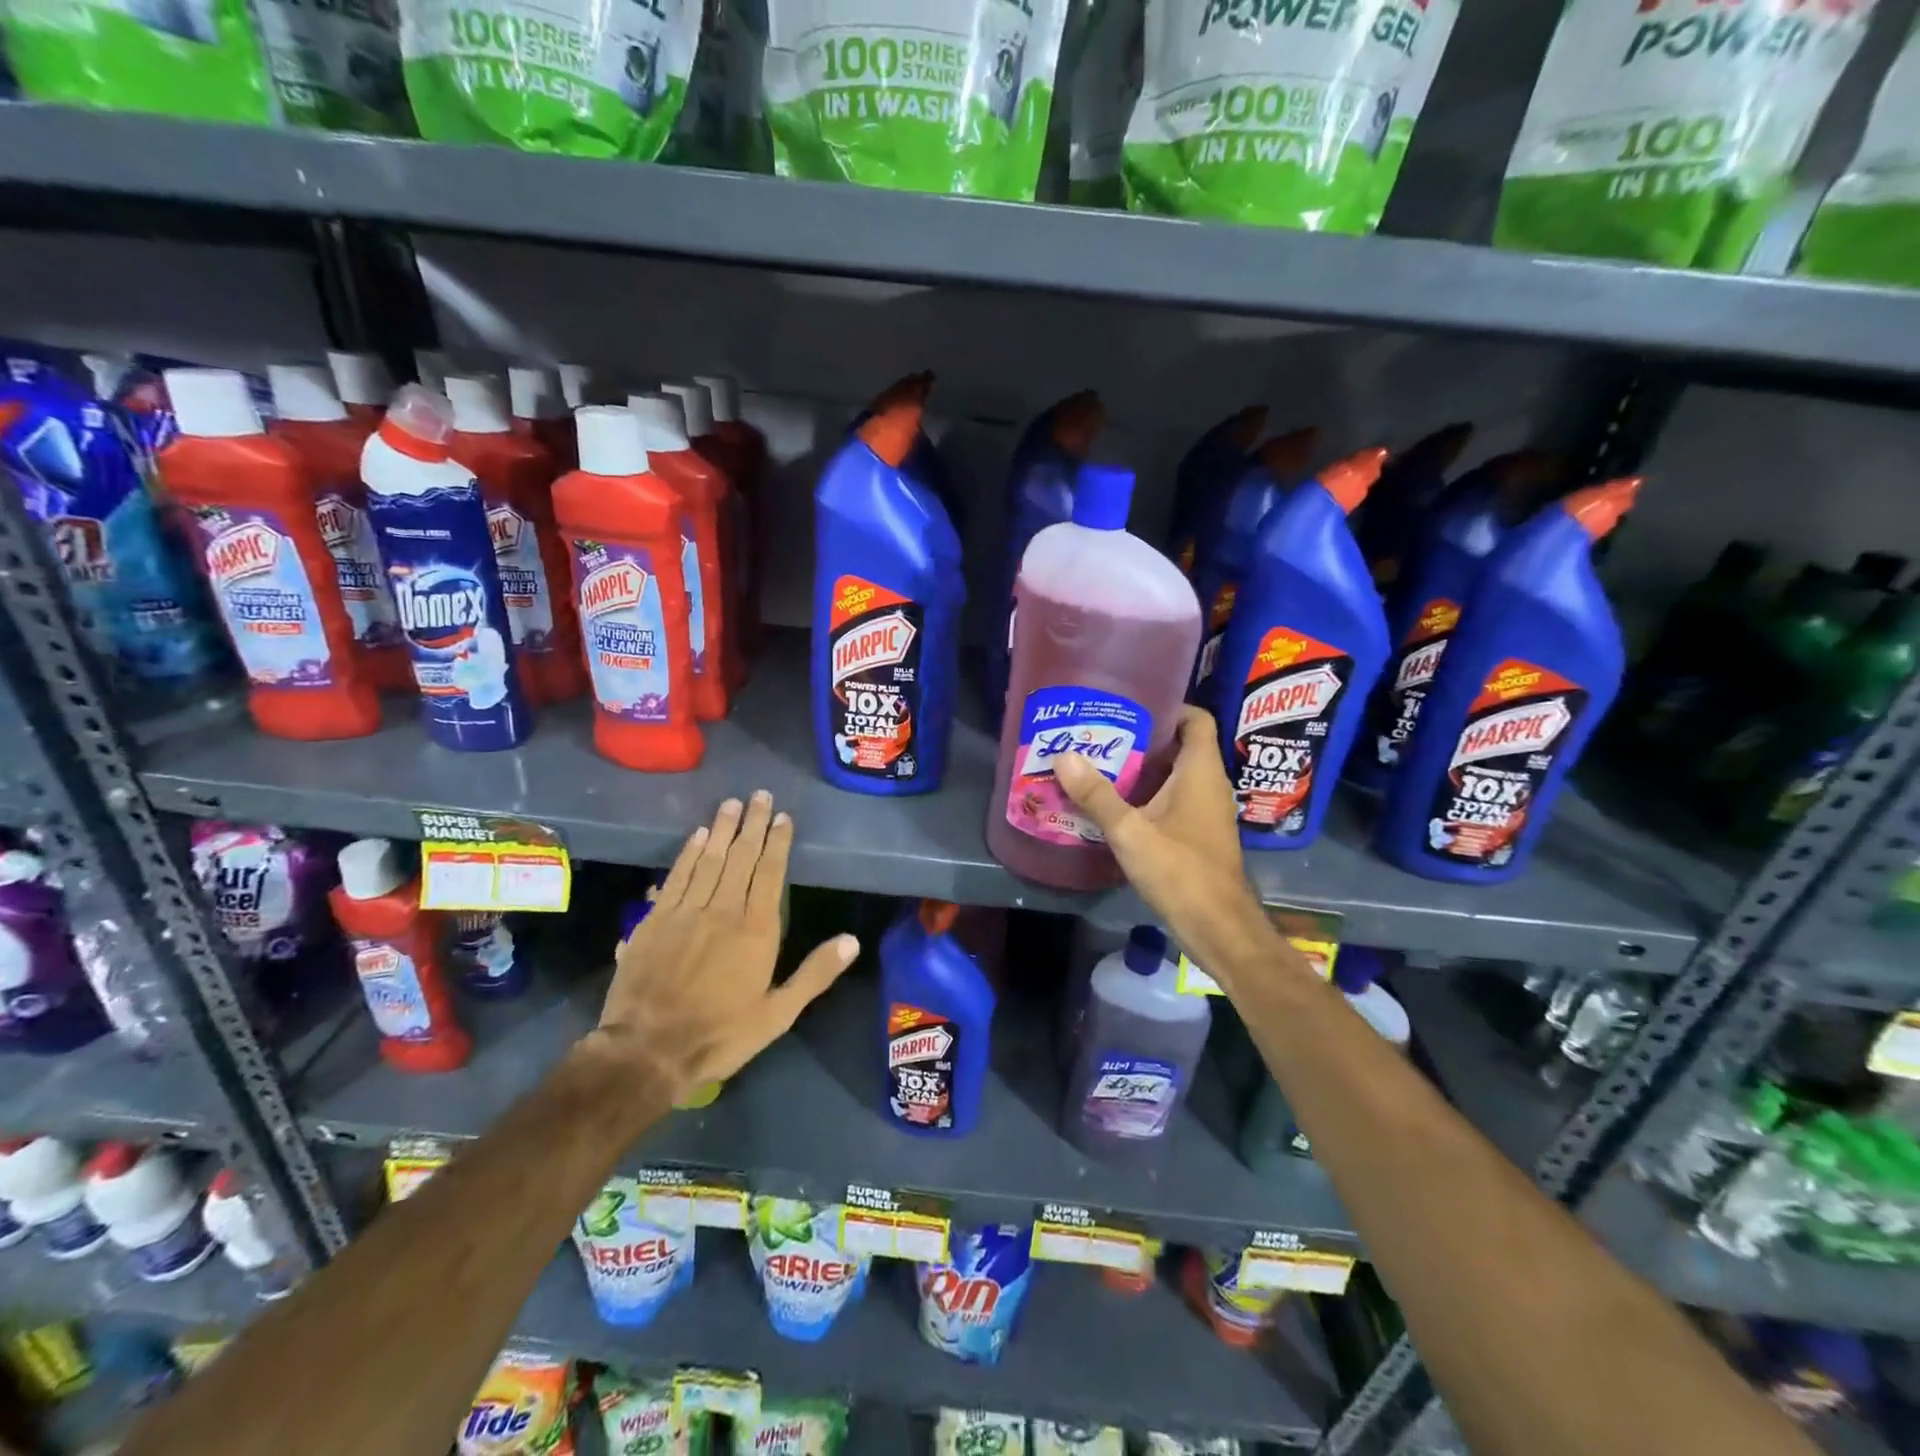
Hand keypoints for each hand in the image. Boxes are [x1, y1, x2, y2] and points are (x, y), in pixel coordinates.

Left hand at [590, 791, 858, 1100]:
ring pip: (708, 859)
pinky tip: (696, 836)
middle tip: (759, 794)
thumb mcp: (778, 1014)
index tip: (782, 817)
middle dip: (752, 824)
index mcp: (756, 930)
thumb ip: (815, 974)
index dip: (777, 843)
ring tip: (731, 803)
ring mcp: (685, 912)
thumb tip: (852, 940)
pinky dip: (687, 853)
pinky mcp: (655, 920)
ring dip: (721, 829)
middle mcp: (722, 910)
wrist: (648, 1051)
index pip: (770, 873)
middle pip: (740, 857)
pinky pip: (676, 877)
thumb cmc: (720, 1034)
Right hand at [1052, 706, 1279, 988]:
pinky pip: (1175, 800)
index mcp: (1201, 771)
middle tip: (1102, 733)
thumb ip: (1097, 795)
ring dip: (1145, 769)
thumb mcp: (1130, 832)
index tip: (1130, 705)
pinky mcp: (1200, 834)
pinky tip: (1117, 805)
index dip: (1168, 706)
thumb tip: (1064, 755)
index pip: (1195, 718)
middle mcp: (1210, 784)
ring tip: (1102, 764)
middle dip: (1144, 738)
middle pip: (1180, 745)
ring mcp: (1207, 811)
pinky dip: (1150, 795)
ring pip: (1176, 775)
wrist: (1219, 928)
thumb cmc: (1180, 871)